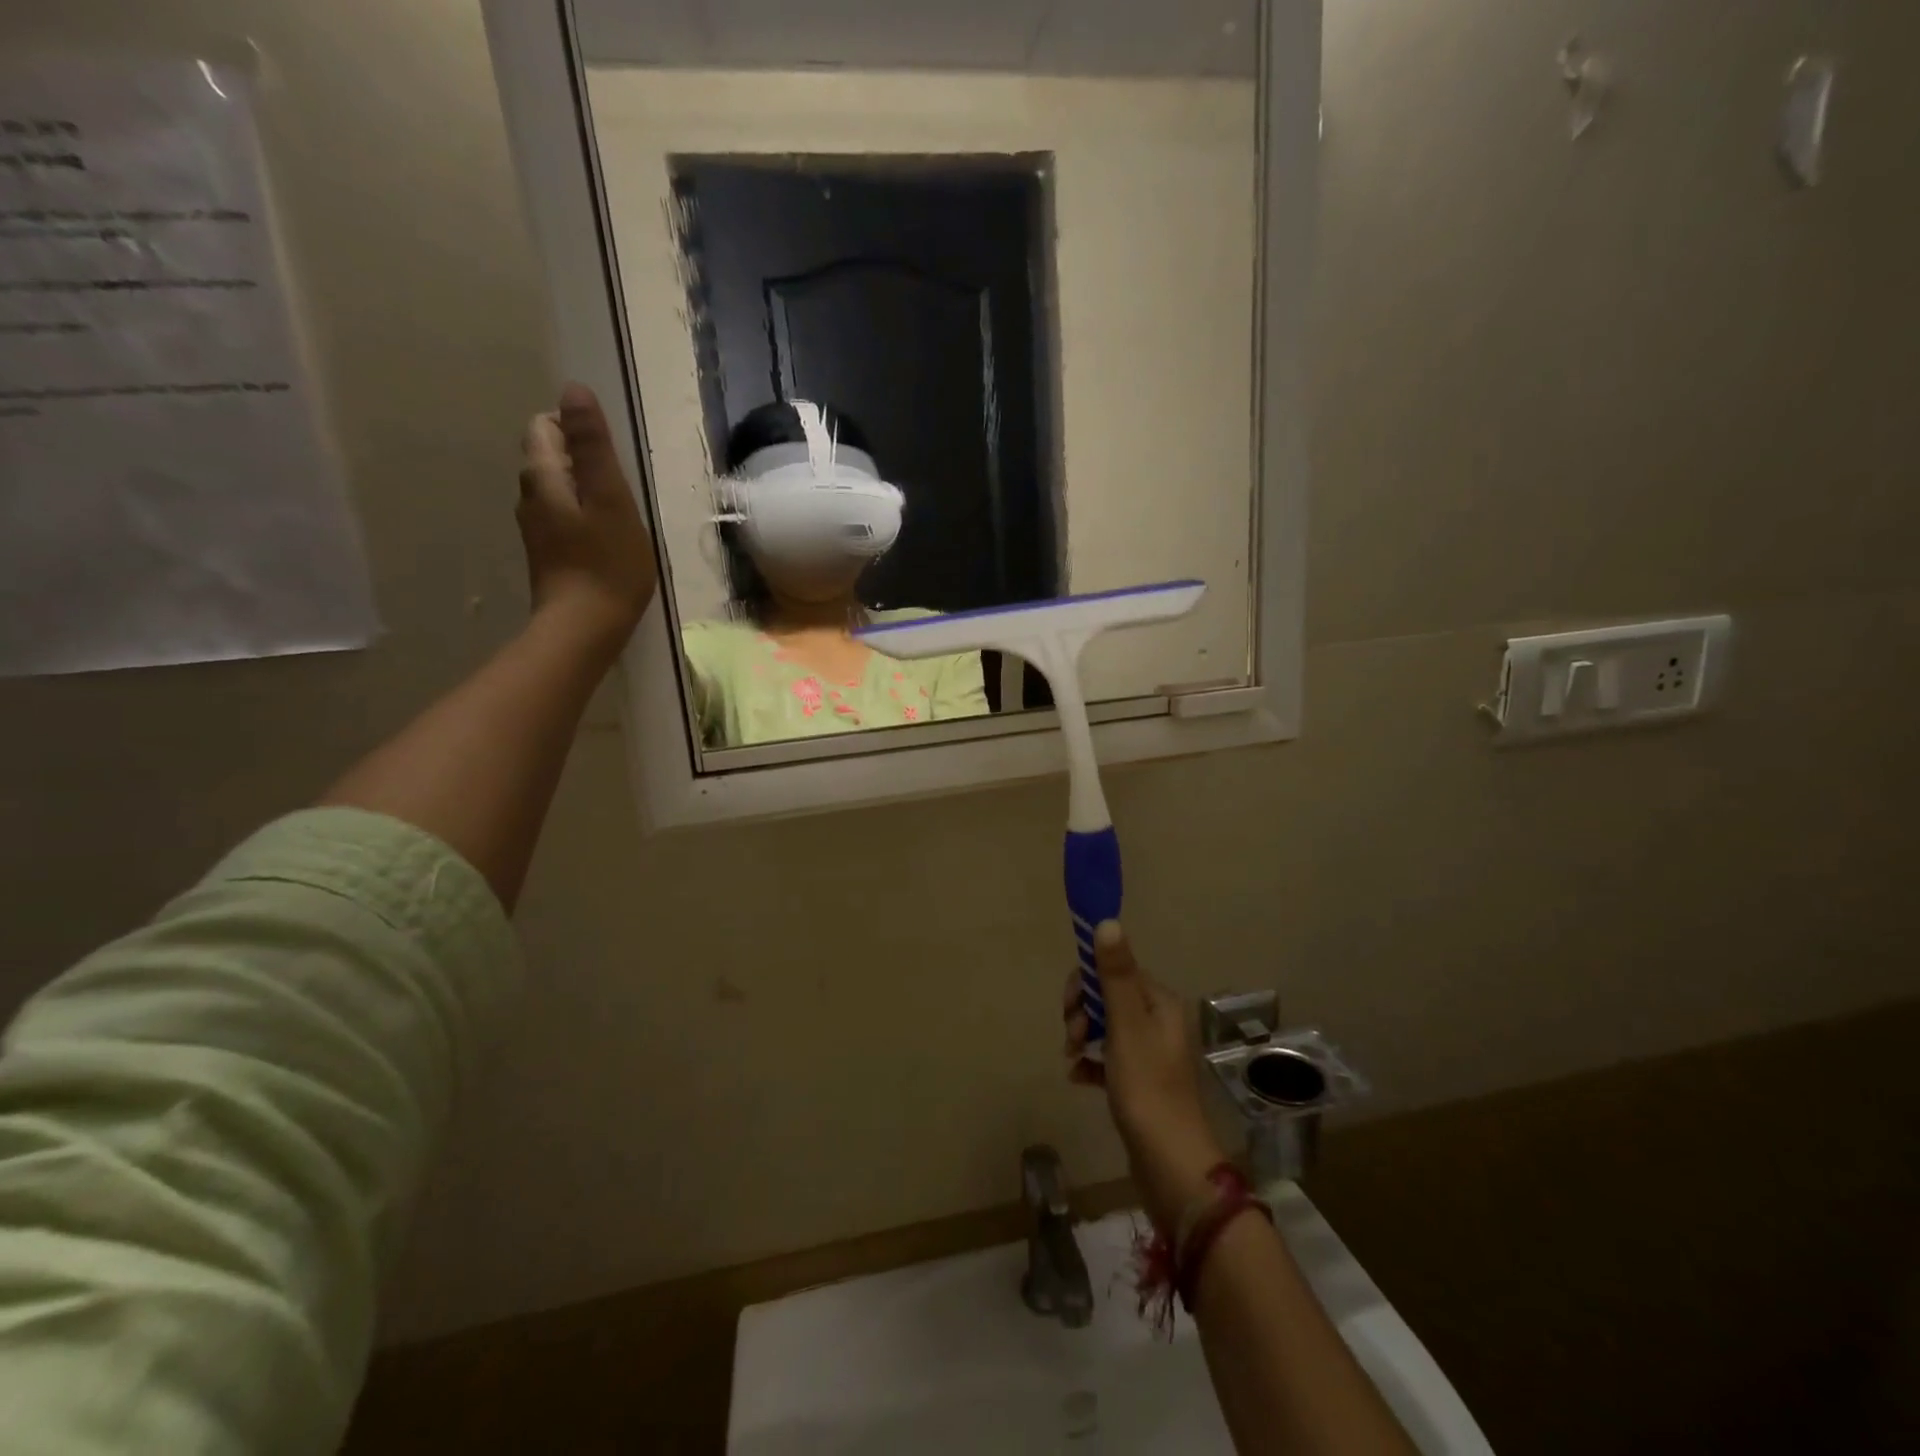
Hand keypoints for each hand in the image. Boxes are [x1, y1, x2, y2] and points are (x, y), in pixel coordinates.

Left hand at [518, 383, 656, 651]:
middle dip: (581, 459)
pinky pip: (563, 519)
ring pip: (557, 490)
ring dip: (585, 491)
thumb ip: (593, 446)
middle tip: (621, 486)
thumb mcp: (610, 499)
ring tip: (620, 514)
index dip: (576, 429)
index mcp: (542, 476)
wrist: (584, 628)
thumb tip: (573, 389)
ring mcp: (536, 529)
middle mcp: (529, 497)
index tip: (611, 457)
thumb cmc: (607, 563)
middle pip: (549, 457)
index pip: (545, 427)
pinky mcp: (548, 555)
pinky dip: (583, 517)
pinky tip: (608, 539)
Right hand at [1065, 921, 1228, 1233]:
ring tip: (1071, 1058)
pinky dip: (1091, 1062)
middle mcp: (1159, 1022)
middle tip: (1072, 1037)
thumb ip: (1115, 974)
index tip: (1070, 1007)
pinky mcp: (1141, 1082)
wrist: (1170, 1163)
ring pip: (1106, 1027)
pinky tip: (1078, 1077)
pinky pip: (1108, 1058)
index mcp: (1160, 1003)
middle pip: (1109, 998)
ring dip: (1083, 1036)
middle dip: (1083, 1012)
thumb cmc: (1146, 1087)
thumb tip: (1107, 921)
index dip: (1087, 983)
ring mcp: (1151, 1054)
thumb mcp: (1126, 1025)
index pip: (1116, 971)